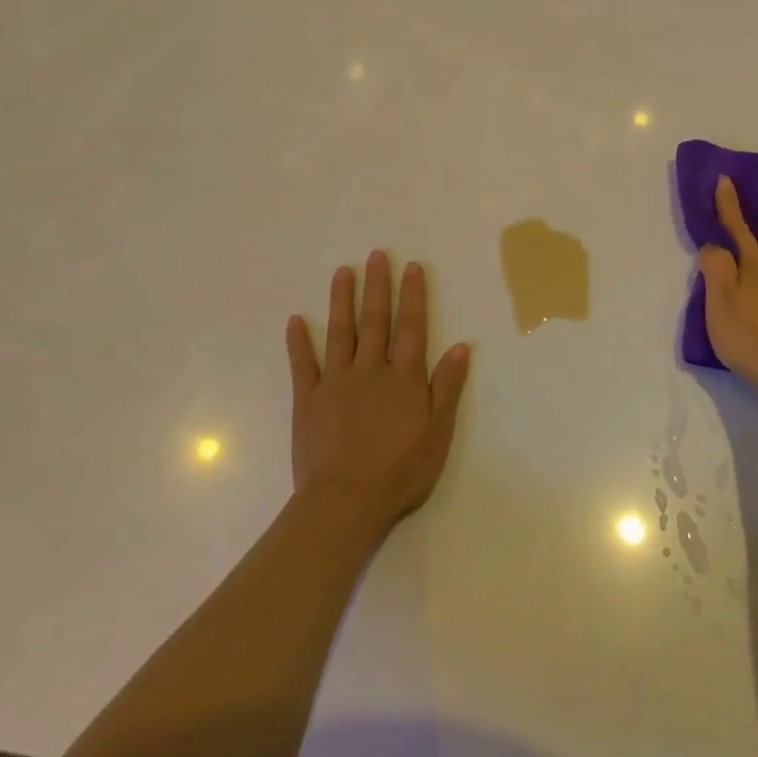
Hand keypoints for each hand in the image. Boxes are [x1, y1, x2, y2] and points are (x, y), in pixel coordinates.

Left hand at [286, 251, 471, 535]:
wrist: (346, 502)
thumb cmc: (400, 471)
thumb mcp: (438, 432)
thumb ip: (447, 387)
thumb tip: (461, 346)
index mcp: (404, 378)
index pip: (411, 328)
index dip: (413, 296)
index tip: (411, 267)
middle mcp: (370, 370)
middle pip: (375, 321)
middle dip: (377, 286)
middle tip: (376, 254)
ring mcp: (336, 383)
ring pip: (340, 333)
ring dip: (341, 300)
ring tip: (342, 271)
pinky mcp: (308, 400)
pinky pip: (303, 365)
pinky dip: (299, 342)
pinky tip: (296, 320)